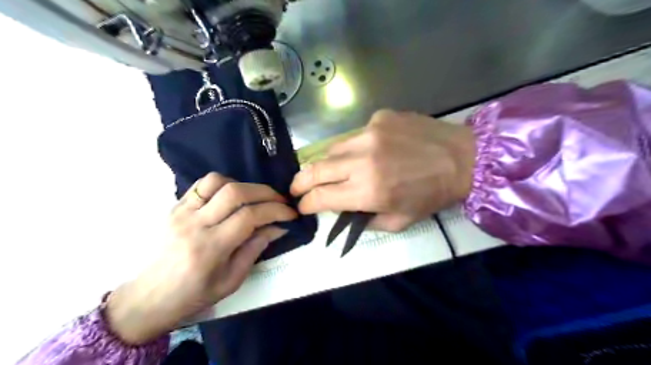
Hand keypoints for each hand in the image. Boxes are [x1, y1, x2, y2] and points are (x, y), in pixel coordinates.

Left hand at [106, 172, 296, 342]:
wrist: (149, 297)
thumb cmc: (194, 294)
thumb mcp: (232, 280)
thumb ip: (255, 249)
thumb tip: (278, 227)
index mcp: (210, 249)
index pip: (249, 216)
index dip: (275, 211)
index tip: (291, 214)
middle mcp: (195, 225)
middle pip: (235, 193)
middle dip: (266, 192)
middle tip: (280, 200)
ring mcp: (182, 212)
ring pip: (217, 181)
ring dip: (244, 185)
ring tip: (255, 198)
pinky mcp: (175, 206)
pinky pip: (202, 184)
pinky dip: (223, 183)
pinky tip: (232, 195)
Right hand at [289, 110, 473, 231]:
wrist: (463, 158)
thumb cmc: (432, 195)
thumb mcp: (398, 221)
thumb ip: (362, 219)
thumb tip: (340, 208)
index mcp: (369, 191)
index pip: (321, 197)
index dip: (306, 204)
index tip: (301, 206)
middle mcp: (363, 160)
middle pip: (316, 169)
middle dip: (299, 182)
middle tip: (295, 188)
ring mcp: (370, 133)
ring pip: (331, 149)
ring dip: (325, 163)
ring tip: (329, 171)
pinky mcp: (379, 117)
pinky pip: (355, 135)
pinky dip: (353, 147)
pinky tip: (368, 152)